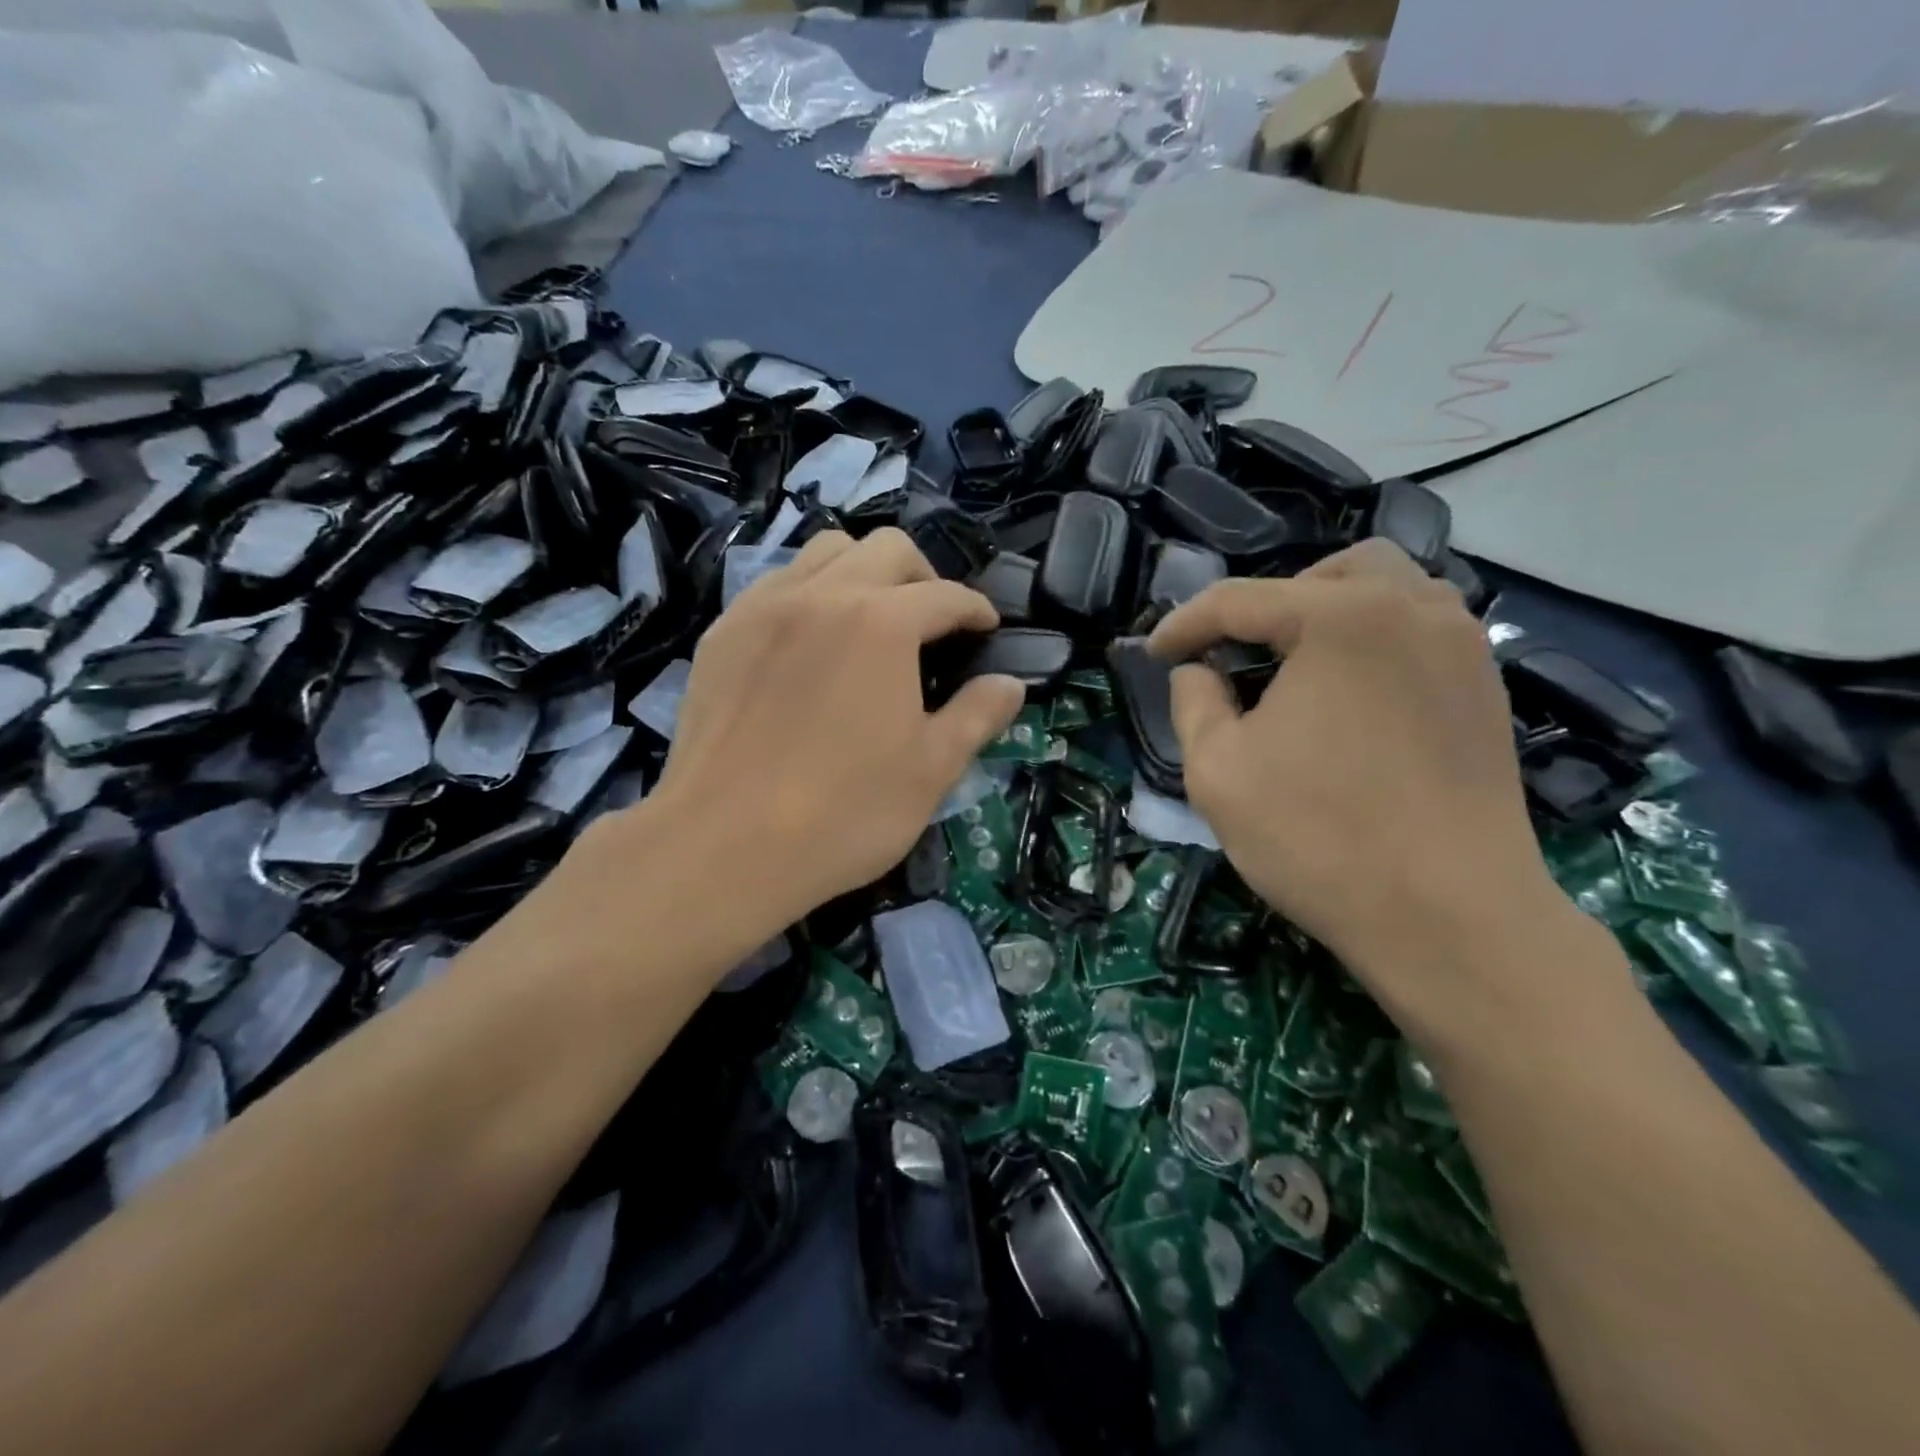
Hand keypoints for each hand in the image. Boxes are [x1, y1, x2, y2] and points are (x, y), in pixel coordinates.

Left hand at [645, 529, 1024, 930]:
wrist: (724, 845)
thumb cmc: (843, 813)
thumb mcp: (931, 771)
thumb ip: (977, 716)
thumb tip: (1011, 684)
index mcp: (882, 623)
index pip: (946, 595)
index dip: (976, 610)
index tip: (987, 630)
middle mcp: (823, 595)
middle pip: (887, 549)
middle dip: (924, 576)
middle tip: (934, 623)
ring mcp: (764, 608)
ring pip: (825, 552)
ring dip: (863, 571)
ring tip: (872, 620)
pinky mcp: (723, 633)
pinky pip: (777, 583)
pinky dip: (810, 592)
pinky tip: (812, 642)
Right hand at [1149, 541, 1580, 1041]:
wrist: (1451, 918)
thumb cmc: (1319, 837)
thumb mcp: (1216, 769)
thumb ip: (1193, 701)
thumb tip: (1199, 670)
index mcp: (1341, 617)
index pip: (1240, 601)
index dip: (1184, 625)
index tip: (1152, 655)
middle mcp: (1413, 609)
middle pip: (1327, 572)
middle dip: (1270, 604)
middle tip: (1237, 655)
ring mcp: (1461, 646)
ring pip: (1387, 591)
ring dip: (1327, 614)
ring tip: (1293, 669)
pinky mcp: (1486, 689)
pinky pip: (1419, 632)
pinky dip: (1372, 643)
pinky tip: (1348, 699)